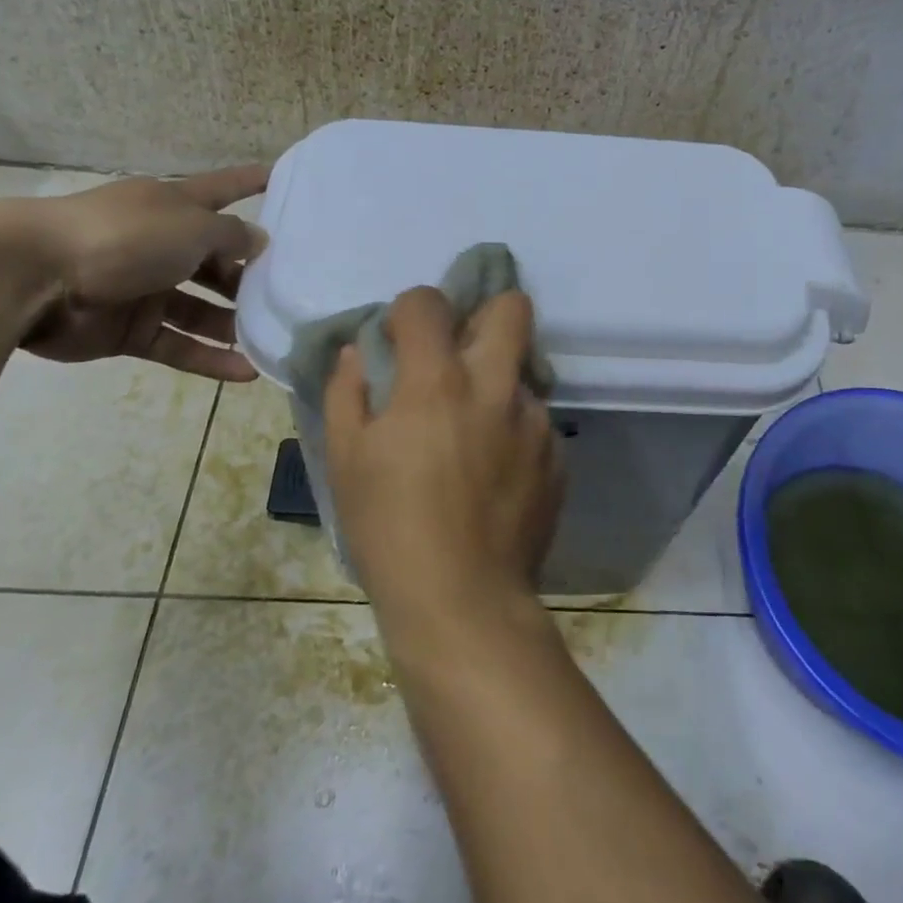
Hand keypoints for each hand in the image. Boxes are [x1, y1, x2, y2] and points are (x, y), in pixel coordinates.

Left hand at [18, 165, 268, 379]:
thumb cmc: (123, 236)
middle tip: (289, 292)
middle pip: (214, 260)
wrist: (32, 276)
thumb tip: (259, 241)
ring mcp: (143, 289)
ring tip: (273, 339)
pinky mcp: (128, 330)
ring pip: (200, 308)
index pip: (222, 189)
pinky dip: (209, 358)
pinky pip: (178, 344)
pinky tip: (247, 372)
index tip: (281, 177)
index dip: (250, 182)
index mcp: (171, 206)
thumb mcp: (191, 227)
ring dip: (233, 324)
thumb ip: (232, 236)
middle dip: (249, 276)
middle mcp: (160, 244)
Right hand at [324, 288, 562, 628]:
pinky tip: (494, 471)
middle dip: (483, 313)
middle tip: (459, 351)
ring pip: (524, 369)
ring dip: (497, 381)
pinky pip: (536, 420)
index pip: (428, 303)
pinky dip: (514, 428)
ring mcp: (535, 421)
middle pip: (511, 307)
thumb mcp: (345, 460)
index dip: (410, 310)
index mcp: (437, 381)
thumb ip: (347, 392)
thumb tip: (358, 352)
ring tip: (473, 428)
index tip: (399, 339)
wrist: (462, 600)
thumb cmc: (389, 529)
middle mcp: (495, 387)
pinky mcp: (558, 456)